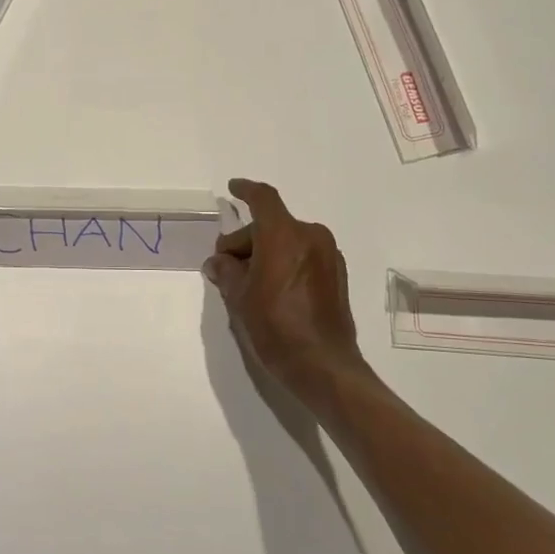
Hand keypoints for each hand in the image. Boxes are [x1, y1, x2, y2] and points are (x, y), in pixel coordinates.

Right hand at [204, 178, 368, 403]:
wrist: (323, 365)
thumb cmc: (275, 326)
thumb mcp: (239, 297)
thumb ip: (226, 271)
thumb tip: (218, 262)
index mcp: (284, 235)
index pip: (263, 199)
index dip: (245, 190)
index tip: (233, 188)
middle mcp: (310, 236)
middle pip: (271, 225)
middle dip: (245, 241)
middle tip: (225, 267)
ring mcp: (328, 255)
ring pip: (287, 240)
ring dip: (265, 252)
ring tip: (246, 282)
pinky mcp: (336, 275)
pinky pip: (303, 255)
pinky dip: (284, 261)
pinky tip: (270, 288)